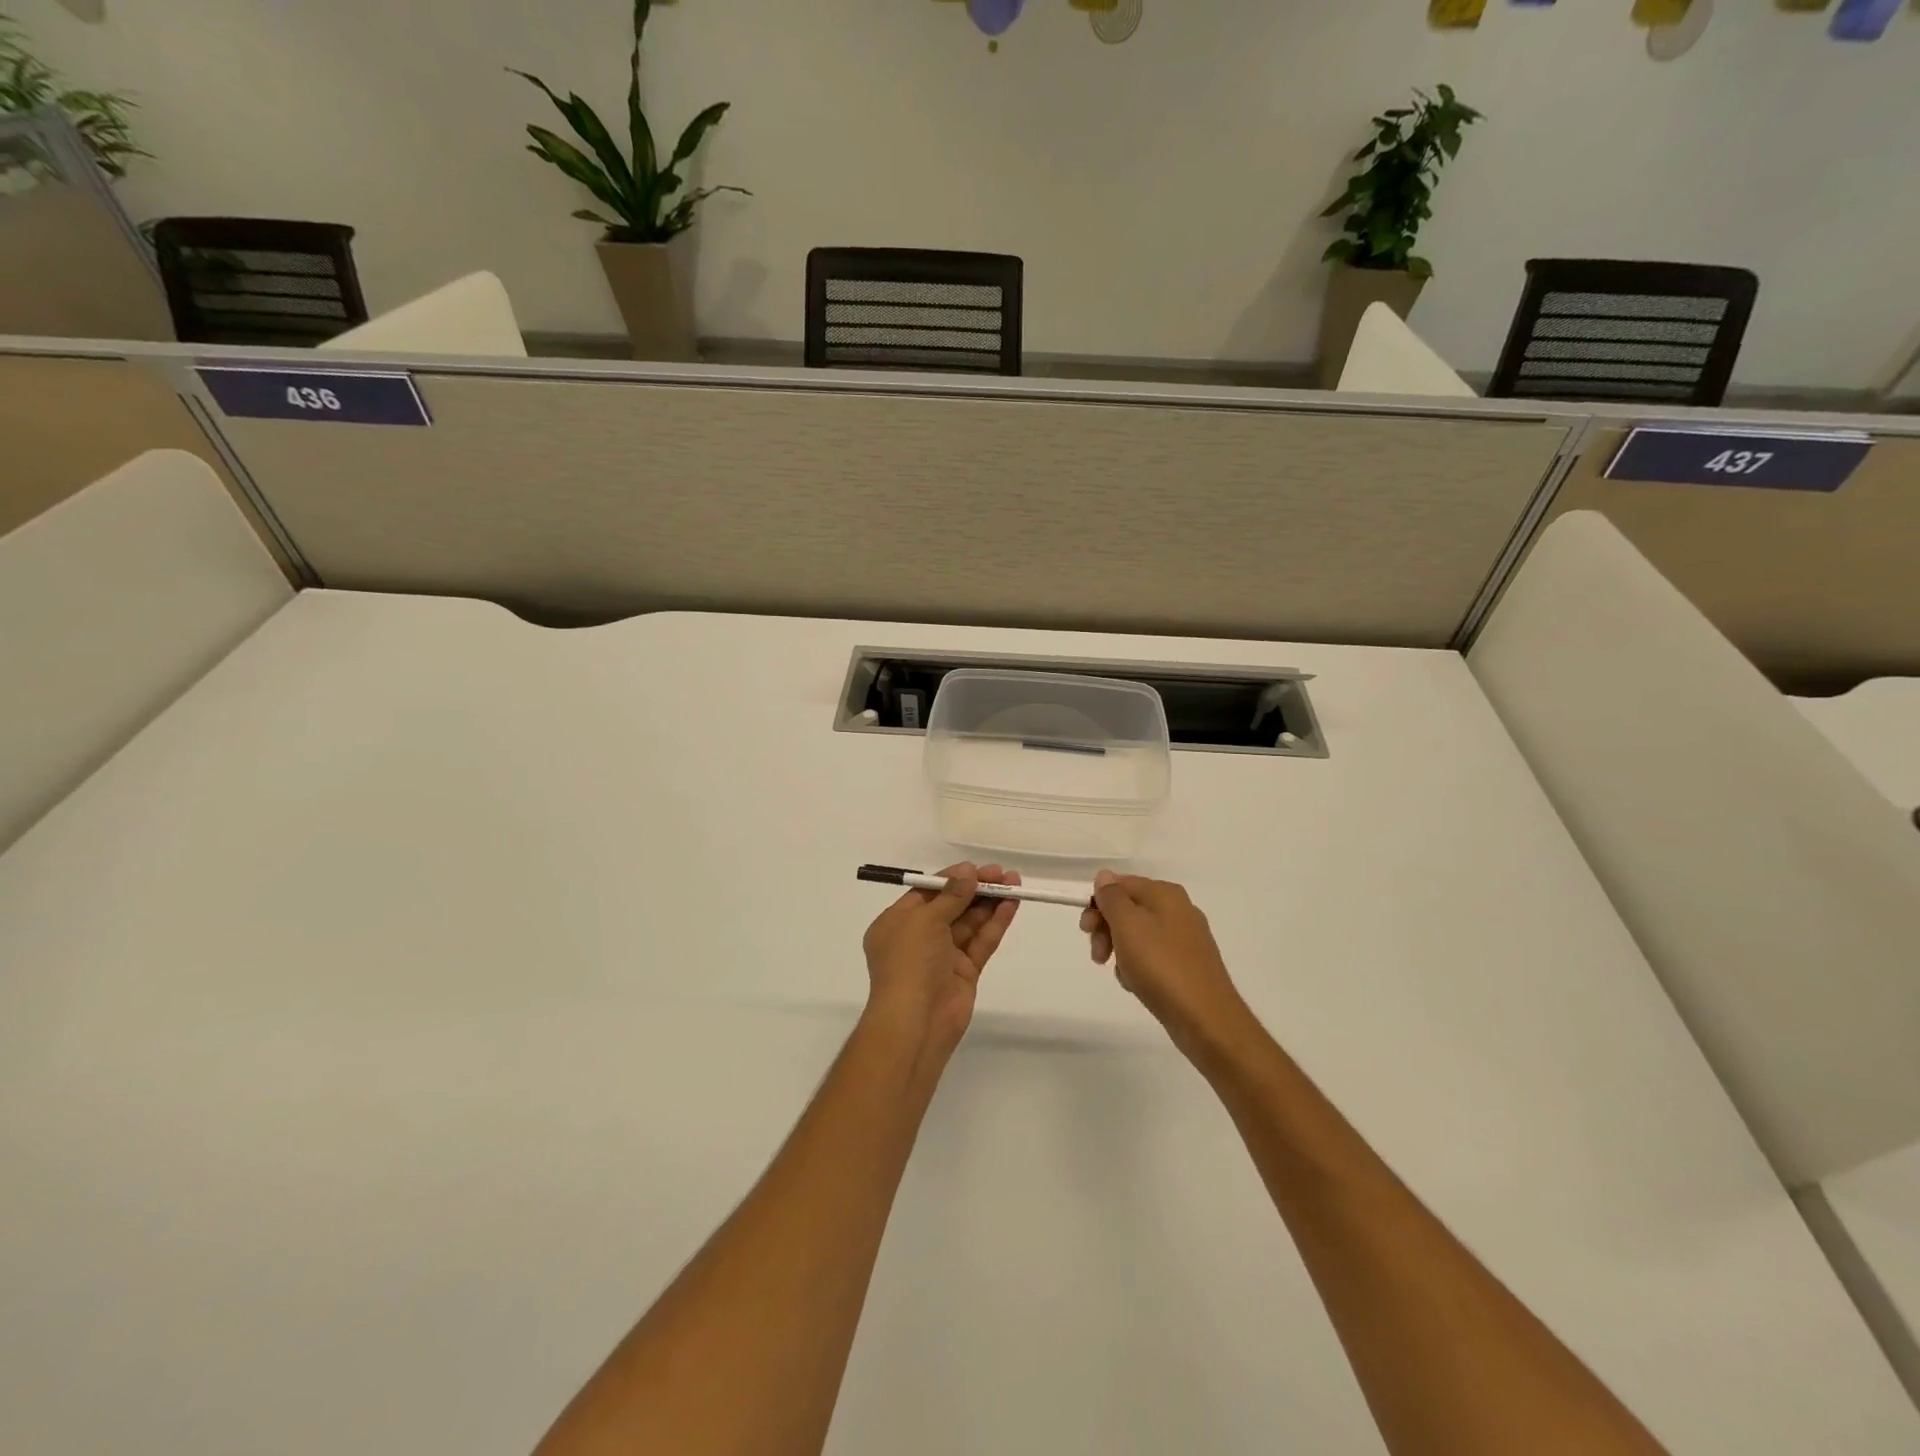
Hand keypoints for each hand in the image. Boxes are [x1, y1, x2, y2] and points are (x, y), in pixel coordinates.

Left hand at [862, 862, 1019, 1058]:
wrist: (916, 1022)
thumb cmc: (909, 962)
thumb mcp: (924, 920)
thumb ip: (950, 895)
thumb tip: (968, 872)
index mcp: (897, 923)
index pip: (927, 893)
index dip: (952, 878)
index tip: (977, 868)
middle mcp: (918, 937)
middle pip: (951, 906)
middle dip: (976, 888)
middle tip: (1002, 874)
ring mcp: (943, 956)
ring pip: (969, 923)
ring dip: (990, 903)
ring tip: (1015, 884)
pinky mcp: (964, 973)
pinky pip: (980, 942)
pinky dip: (995, 924)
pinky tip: (1011, 906)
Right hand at [1080, 871, 1249, 1055]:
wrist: (1205, 1018)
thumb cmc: (1161, 965)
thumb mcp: (1128, 925)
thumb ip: (1112, 897)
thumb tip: (1105, 876)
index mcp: (1165, 893)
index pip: (1120, 884)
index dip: (1098, 904)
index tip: (1086, 930)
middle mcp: (1178, 909)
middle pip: (1128, 909)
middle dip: (1106, 929)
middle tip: (1098, 955)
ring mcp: (1185, 938)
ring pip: (1137, 935)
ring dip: (1120, 951)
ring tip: (1122, 975)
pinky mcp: (1187, 964)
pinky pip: (1152, 956)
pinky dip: (1138, 967)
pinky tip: (1137, 984)